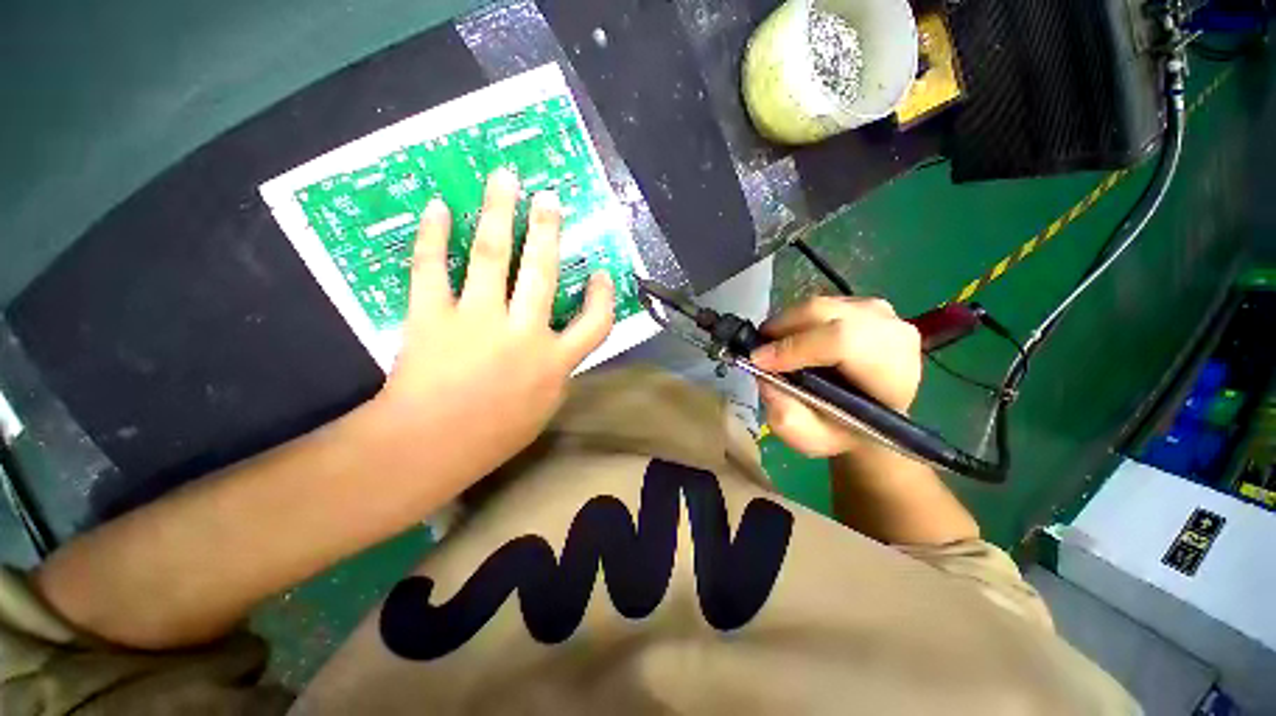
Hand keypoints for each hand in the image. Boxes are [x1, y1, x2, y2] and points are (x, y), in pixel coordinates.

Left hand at [374, 168, 614, 472]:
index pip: (596, 323)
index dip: (603, 296)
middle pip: (542, 271)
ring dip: (499, 213)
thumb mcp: (543, 409)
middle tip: (550, 199)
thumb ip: (556, 373)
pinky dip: (433, 236)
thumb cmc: (493, 436)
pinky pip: (432, 268)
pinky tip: (439, 208)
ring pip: (491, 257)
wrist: (430, 448)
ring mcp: (477, 320)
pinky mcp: (433, 316)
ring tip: (505, 180)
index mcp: (555, 361)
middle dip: (548, 231)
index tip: (601, 274)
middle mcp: (523, 333)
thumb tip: (560, 348)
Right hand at [750, 296, 921, 456]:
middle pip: (826, 314)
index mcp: (891, 375)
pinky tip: (792, 338)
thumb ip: (785, 414)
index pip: (842, 341)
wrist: (870, 417)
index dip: (794, 347)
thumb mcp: (809, 439)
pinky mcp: (866, 304)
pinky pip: (820, 304)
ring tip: (772, 346)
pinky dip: (797, 319)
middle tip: (757, 349)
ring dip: (787, 324)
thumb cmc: (841, 431)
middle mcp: (893, 334)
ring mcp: (883, 313)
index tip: (758, 361)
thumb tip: (764, 373)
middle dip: (782, 329)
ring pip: (819, 306)